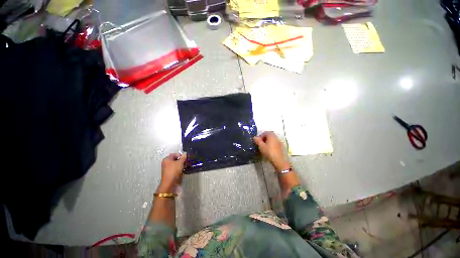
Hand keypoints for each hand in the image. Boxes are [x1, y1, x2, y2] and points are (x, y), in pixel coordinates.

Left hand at [158, 153, 186, 192]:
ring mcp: (166, 169)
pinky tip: (181, 170)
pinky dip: (178, 169)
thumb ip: (183, 157)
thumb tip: (185, 153)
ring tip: (184, 166)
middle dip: (180, 160)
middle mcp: (165, 163)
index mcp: (166, 159)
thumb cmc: (173, 171)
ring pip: (174, 164)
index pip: (174, 154)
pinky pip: (174, 169)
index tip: (184, 157)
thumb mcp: (180, 163)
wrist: (169, 183)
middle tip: (185, 161)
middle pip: (174, 159)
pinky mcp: (168, 173)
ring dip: (179, 165)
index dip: (180, 155)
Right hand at [253, 132, 289, 170]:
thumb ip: (257, 141)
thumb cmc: (269, 152)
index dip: (260, 136)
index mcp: (271, 135)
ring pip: (272, 140)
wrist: (279, 160)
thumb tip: (254, 137)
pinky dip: (271, 145)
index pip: (265, 132)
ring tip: (264, 147)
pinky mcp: (281, 147)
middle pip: (269, 135)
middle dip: (264, 138)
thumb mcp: (261, 146)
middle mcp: (276, 137)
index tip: (257, 141)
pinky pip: (275, 143)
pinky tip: (269, 150)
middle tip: (260, 144)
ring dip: (267, 142)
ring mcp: (279, 142)